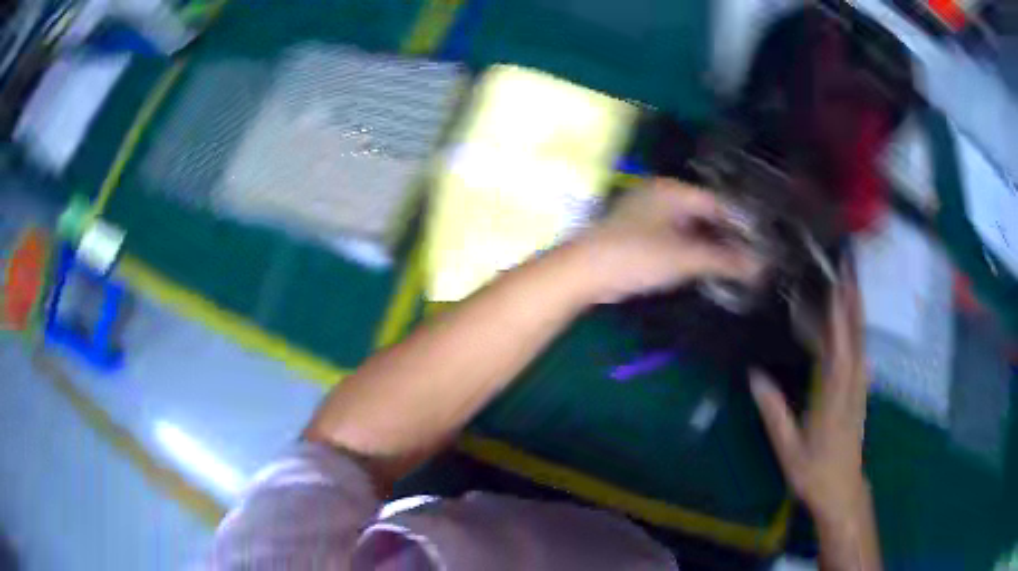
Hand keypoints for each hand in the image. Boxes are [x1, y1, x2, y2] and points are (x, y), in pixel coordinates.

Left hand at [573, 179, 762, 302]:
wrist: (582, 272)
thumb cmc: (635, 257)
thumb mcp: (684, 258)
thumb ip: (724, 260)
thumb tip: (760, 266)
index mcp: (672, 190)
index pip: (717, 201)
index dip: (739, 223)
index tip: (759, 244)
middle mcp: (659, 194)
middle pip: (703, 212)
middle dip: (724, 235)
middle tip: (748, 257)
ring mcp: (645, 212)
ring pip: (687, 225)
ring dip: (707, 243)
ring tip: (730, 265)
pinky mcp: (635, 231)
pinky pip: (673, 235)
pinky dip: (689, 248)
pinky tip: (701, 265)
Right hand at [750, 259, 870, 525]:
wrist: (842, 492)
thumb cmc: (815, 472)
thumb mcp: (789, 449)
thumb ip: (774, 412)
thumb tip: (755, 376)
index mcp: (834, 397)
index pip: (839, 348)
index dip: (838, 314)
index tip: (835, 283)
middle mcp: (852, 386)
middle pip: (856, 337)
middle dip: (853, 300)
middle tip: (848, 269)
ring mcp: (859, 389)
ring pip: (861, 343)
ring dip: (857, 312)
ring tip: (850, 285)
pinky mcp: (860, 394)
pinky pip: (860, 356)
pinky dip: (857, 334)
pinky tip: (854, 324)